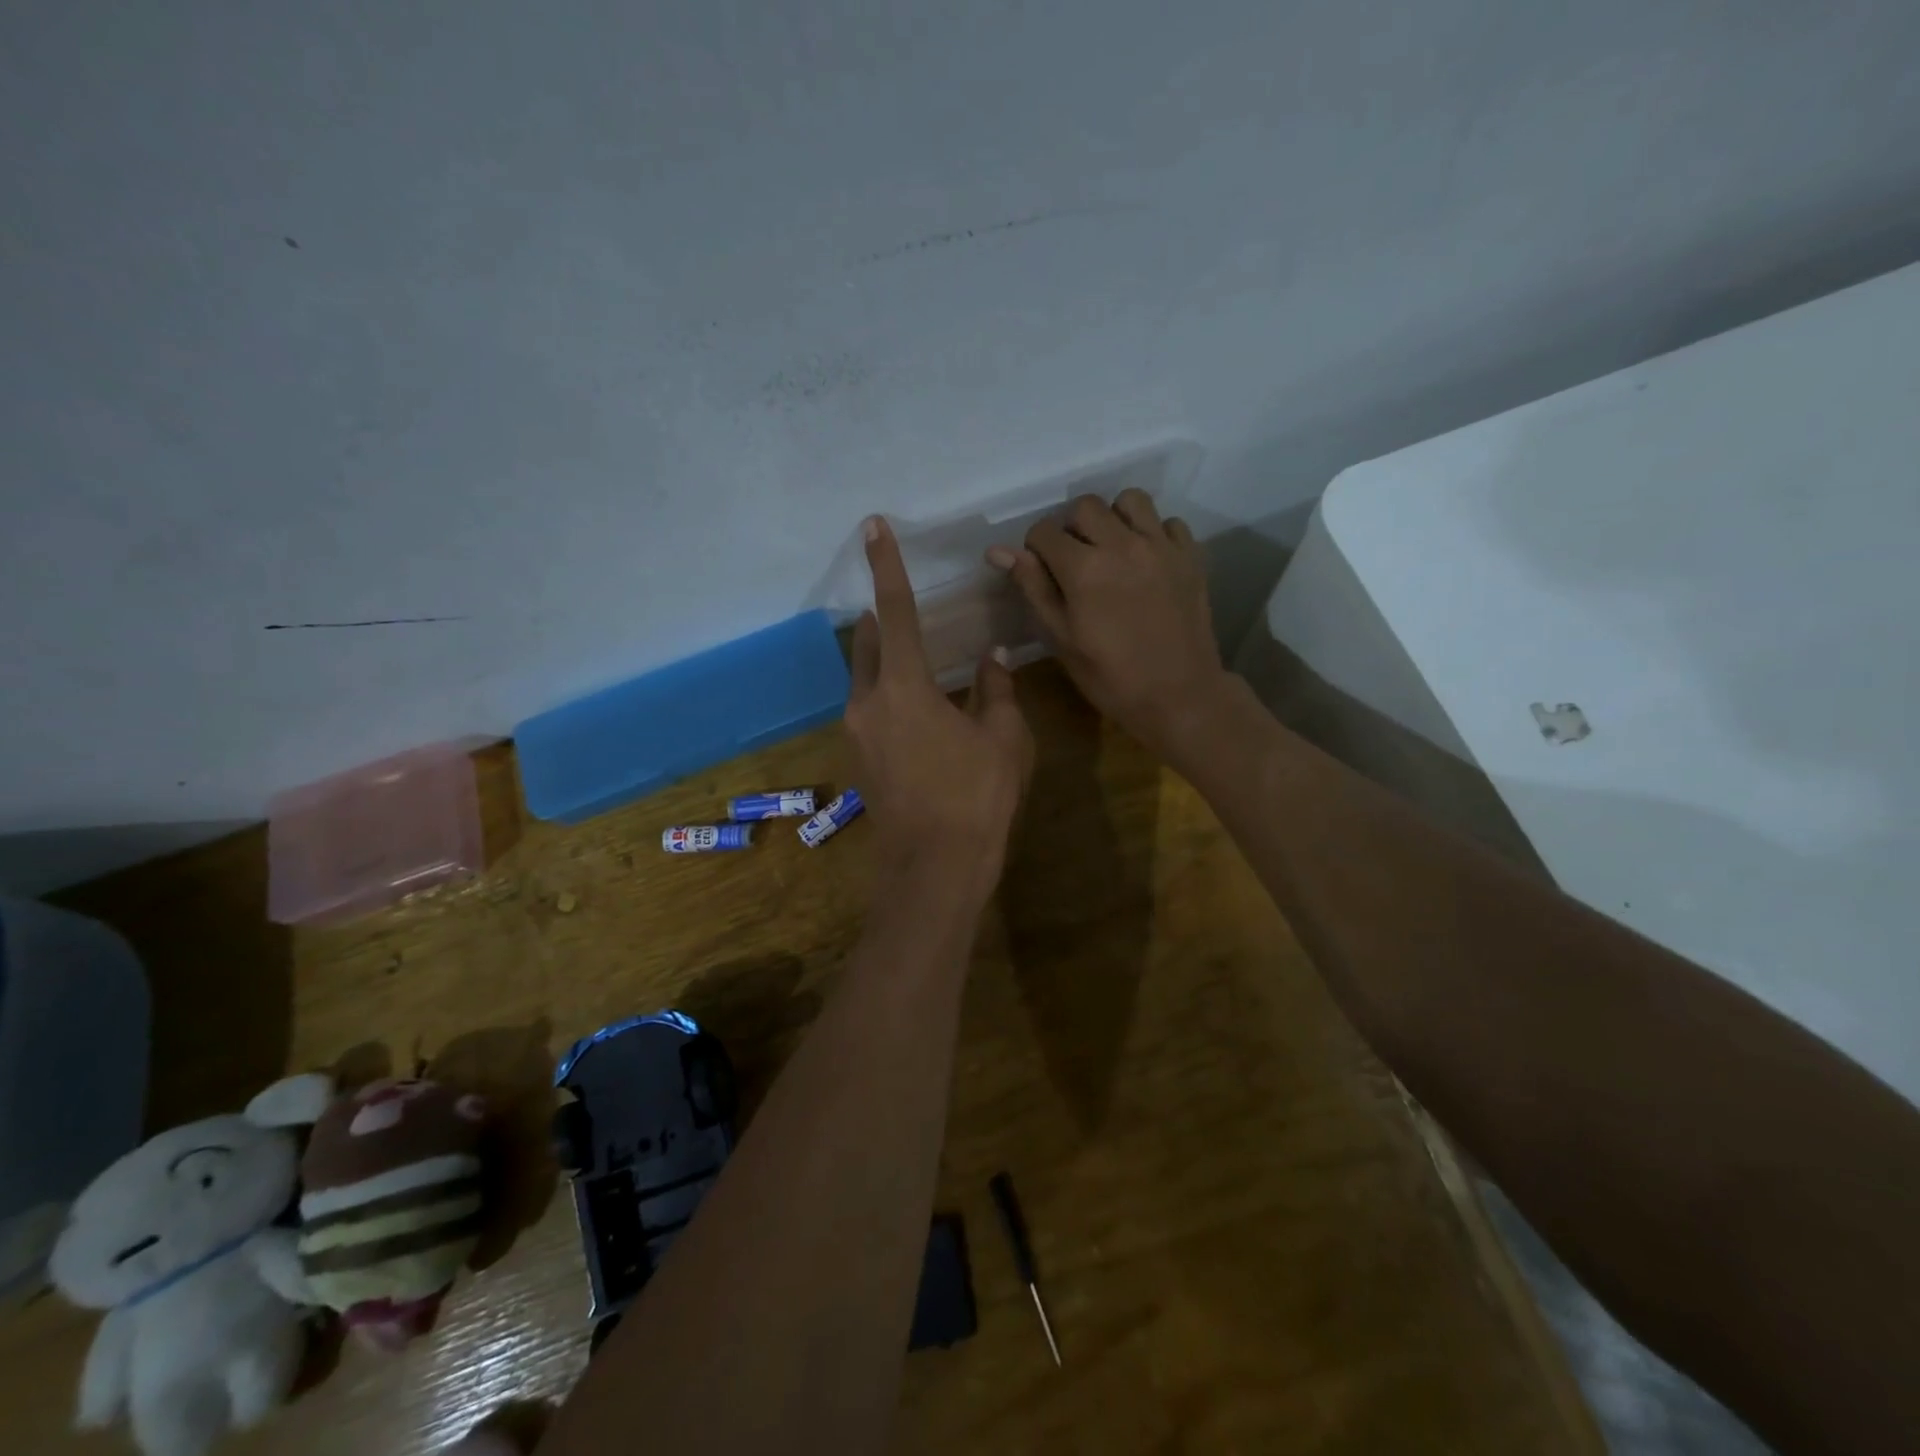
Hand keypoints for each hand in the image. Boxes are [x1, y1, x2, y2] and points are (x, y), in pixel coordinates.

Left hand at [847, 517, 1032, 889]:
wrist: (934, 868)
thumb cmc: (977, 797)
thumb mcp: (1003, 738)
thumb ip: (995, 689)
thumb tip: (991, 657)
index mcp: (903, 687)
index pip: (896, 611)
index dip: (887, 566)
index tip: (872, 528)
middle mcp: (867, 703)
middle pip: (870, 645)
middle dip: (884, 621)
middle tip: (905, 607)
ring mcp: (857, 734)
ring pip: (866, 679)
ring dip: (886, 662)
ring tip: (920, 661)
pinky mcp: (859, 759)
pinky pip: (870, 709)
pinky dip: (889, 695)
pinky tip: (921, 711)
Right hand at [988, 490, 1227, 758]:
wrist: (1179, 696)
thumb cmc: (1110, 677)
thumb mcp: (1061, 638)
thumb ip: (1033, 588)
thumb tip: (999, 551)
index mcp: (1084, 568)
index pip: (1044, 531)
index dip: (1036, 549)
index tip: (1043, 571)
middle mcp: (1123, 544)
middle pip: (1085, 506)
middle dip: (1071, 528)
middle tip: (1075, 561)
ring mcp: (1161, 547)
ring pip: (1130, 501)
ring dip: (1114, 518)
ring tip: (1112, 550)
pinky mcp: (1190, 556)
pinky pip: (1168, 522)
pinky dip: (1153, 533)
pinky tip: (1147, 561)